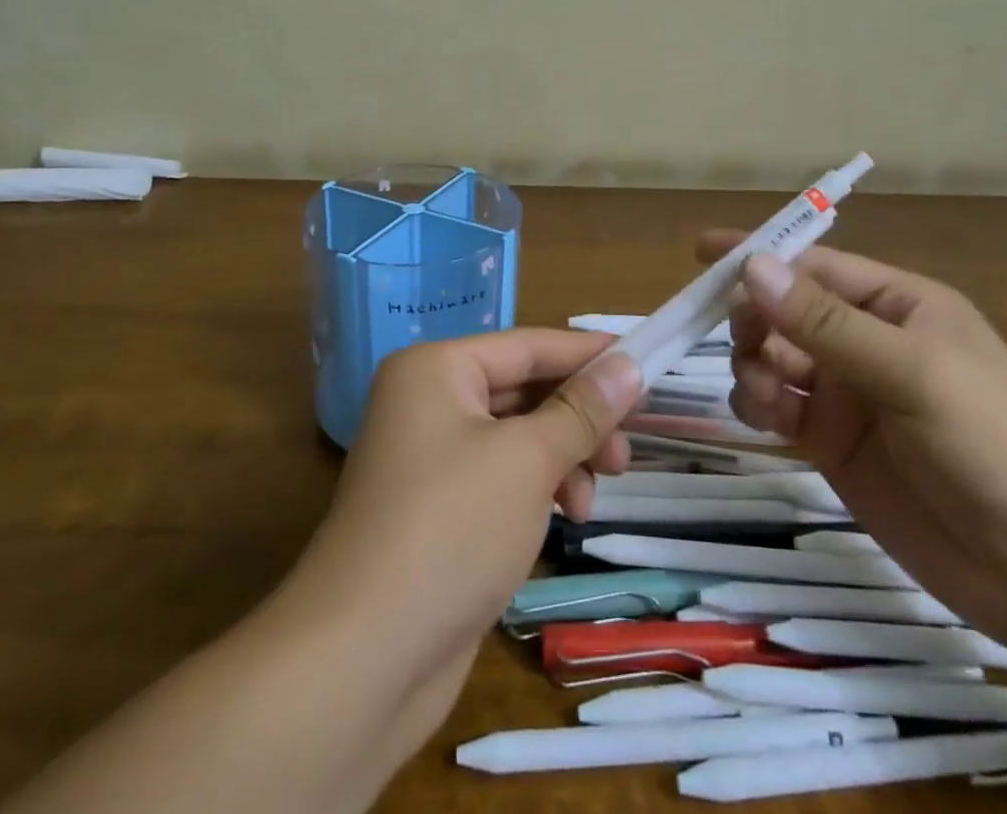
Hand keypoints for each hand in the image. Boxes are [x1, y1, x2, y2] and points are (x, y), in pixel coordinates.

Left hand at [291, 330, 643, 685]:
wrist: (363, 659)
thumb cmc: (451, 530)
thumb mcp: (528, 460)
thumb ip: (582, 410)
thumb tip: (630, 365)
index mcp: (436, 370)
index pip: (527, 346)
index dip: (587, 354)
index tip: (644, 362)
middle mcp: (428, 402)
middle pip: (523, 392)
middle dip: (578, 419)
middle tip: (626, 451)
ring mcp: (431, 459)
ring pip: (517, 438)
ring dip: (563, 459)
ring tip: (595, 498)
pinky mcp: (439, 510)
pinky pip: (502, 478)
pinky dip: (539, 489)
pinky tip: (567, 518)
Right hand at [707, 234, 1006, 645]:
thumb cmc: (993, 445)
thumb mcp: (912, 372)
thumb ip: (826, 322)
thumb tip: (752, 267)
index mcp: (896, 305)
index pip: (813, 266)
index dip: (759, 257)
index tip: (701, 253)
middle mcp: (865, 341)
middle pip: (783, 311)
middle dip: (754, 319)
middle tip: (745, 343)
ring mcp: (846, 394)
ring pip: (770, 358)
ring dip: (752, 366)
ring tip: (765, 395)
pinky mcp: (830, 442)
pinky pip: (775, 406)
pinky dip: (758, 404)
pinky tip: (766, 418)